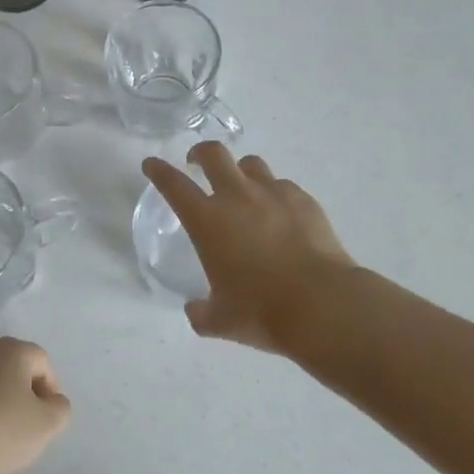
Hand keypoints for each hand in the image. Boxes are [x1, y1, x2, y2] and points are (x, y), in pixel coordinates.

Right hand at [142, 143, 356, 354]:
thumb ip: (202, 313)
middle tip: (197, 162)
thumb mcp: (222, 321)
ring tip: (243, 188)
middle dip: (201, 152)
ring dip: (240, 171)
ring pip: (251, 164)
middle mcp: (238, 197)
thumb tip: (195, 310)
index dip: (159, 171)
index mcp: (208, 221)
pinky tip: (280, 214)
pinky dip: (274, 194)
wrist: (322, 303)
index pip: (174, 185)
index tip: (152, 164)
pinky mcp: (303, 199)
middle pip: (214, 154)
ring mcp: (274, 193)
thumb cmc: (262, 311)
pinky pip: (283, 186)